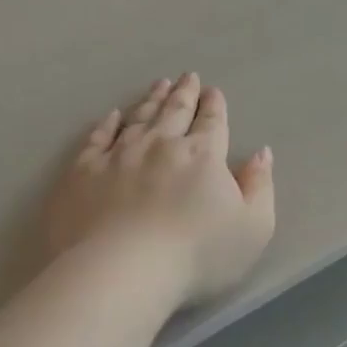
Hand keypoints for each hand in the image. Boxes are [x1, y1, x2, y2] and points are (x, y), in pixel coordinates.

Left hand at [45, 74, 276, 307]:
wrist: (121, 270)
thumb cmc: (196, 255)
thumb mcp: (252, 228)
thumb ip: (260, 187)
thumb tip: (262, 153)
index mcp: (202, 155)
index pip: (211, 122)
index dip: (214, 106)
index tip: (213, 91)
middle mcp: (160, 144)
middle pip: (175, 111)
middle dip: (184, 93)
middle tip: (188, 77)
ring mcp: (119, 154)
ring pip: (139, 117)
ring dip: (151, 99)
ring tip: (159, 85)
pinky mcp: (84, 170)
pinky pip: (98, 137)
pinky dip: (107, 123)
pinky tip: (112, 115)